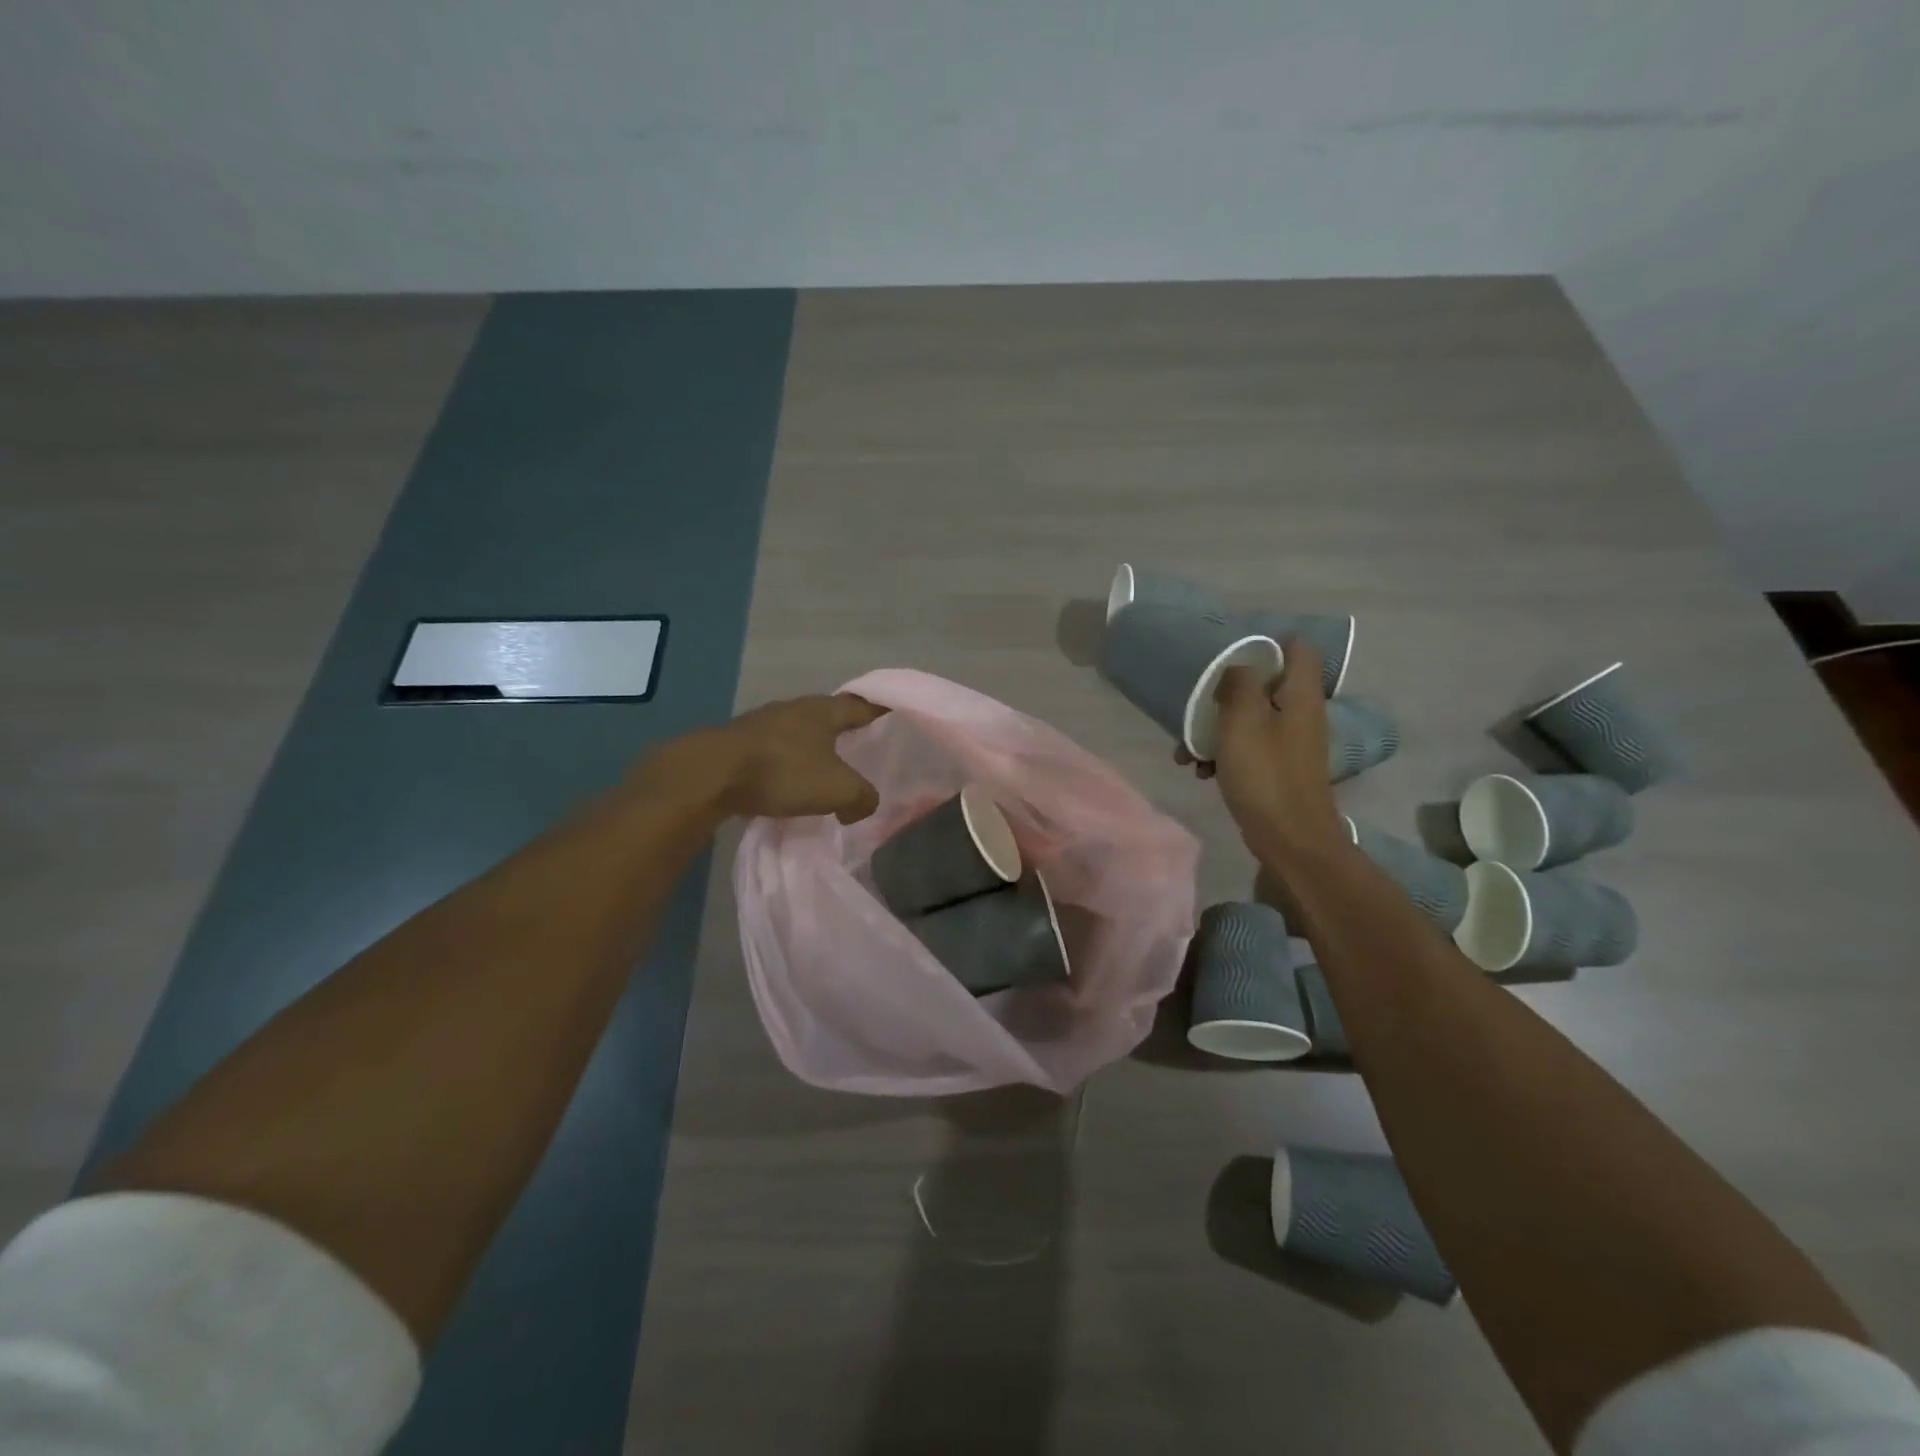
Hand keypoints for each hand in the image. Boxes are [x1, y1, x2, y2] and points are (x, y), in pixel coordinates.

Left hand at [678, 692, 889, 823]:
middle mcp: (794, 708)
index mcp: (823, 711)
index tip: (894, 715)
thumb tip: (862, 805)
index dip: (881, 712)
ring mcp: (763, 722)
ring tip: (825, 768)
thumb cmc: (782, 771)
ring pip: (799, 731)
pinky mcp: (739, 742)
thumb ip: (862, 797)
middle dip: (846, 730)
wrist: (710, 774)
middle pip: (829, 716)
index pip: (862, 705)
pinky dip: (787, 762)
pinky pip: (775, 749)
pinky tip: (788, 781)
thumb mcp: (837, 789)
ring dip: (813, 748)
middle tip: (863, 747)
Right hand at [1175, 640, 1347, 861]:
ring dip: (1217, 729)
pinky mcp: (1278, 767)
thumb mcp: (1243, 721)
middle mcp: (1301, 713)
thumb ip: (1240, 684)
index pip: (1297, 648)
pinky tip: (1201, 772)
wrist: (1290, 838)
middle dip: (1226, 694)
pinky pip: (1249, 747)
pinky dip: (1225, 754)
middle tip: (1198, 706)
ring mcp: (1290, 742)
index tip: (1230, 656)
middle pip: (1265, 685)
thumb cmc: (1265, 774)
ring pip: (1250, 719)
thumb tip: (1239, 666)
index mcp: (1300, 694)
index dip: (1266, 645)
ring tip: (1187, 751)